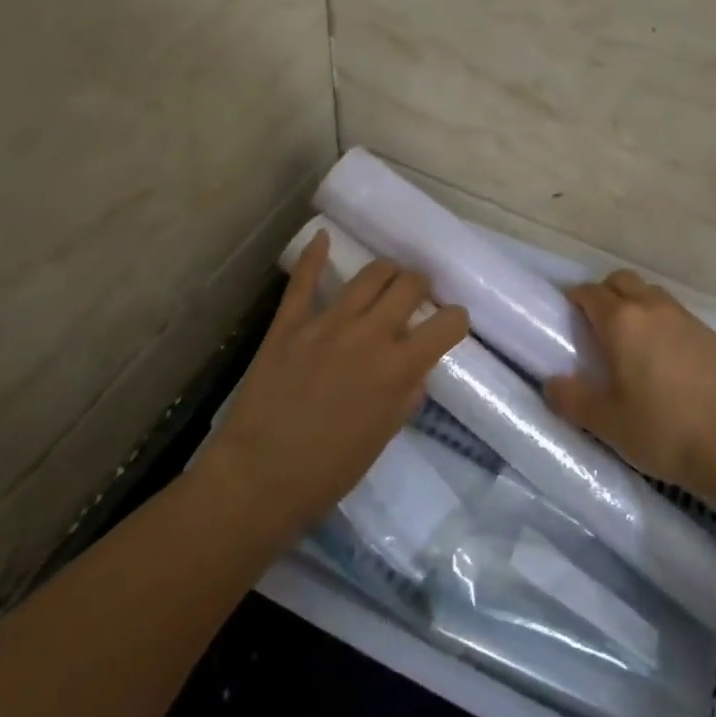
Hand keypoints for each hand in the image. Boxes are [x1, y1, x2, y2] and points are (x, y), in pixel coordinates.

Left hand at [201, 230, 468, 541]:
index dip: (456, 320)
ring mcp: (326, 324)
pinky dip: (315, 256)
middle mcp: (369, 335)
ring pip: (369, 275)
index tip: (451, 324)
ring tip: (387, 279)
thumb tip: (415, 369)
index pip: (447, 324)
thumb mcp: (382, 438)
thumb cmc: (328, 471)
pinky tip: (323, 238)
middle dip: (422, 286)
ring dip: (387, 272)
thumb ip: (405, 396)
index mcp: (398, 368)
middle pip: (410, 285)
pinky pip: (303, 281)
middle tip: (417, 297)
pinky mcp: (289, 323)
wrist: (259, 478)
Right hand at [545, 269, 715, 496]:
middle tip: (599, 323)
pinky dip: (667, 326)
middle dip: (607, 292)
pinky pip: (681, 318)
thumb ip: (572, 399)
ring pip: (655, 295)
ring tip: (635, 340)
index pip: (590, 292)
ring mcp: (688, 320)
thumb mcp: (606, 422)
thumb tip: (551, 384)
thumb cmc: (661, 429)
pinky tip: (671, 359)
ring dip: (639, 305)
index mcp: (622, 322)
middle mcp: (654, 309)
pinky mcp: (715, 337)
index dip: (576, 298)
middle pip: (624, 280)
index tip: (569, 313)